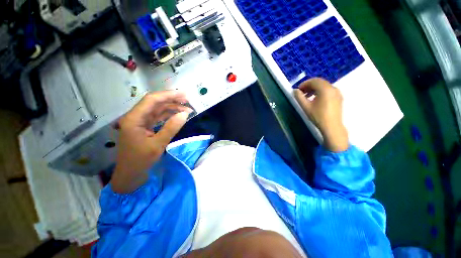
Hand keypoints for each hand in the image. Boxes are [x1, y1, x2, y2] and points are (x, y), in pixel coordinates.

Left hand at [111, 91, 191, 192]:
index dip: (168, 95)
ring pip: (157, 109)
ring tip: (186, 108)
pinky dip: (169, 115)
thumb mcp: (158, 144)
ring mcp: (140, 121)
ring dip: (172, 107)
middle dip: (172, 100)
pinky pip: (158, 117)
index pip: (152, 100)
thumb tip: (184, 114)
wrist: (130, 174)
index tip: (184, 95)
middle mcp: (136, 116)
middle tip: (187, 100)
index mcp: (134, 119)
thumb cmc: (141, 160)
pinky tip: (178, 115)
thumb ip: (171, 128)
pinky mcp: (145, 126)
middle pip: (155, 103)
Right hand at [294, 78, 348, 151]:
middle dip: (309, 85)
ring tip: (307, 96)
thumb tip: (295, 90)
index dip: (304, 84)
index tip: (298, 90)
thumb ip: (299, 97)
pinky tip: (315, 99)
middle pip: (320, 82)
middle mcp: (333, 88)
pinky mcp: (339, 97)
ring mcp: (337, 93)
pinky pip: (328, 90)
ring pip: (324, 86)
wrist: (332, 127)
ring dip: (314, 88)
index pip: (314, 81)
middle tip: (301, 92)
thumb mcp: (306, 107)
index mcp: (325, 89)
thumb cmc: (318, 116)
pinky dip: (320, 91)